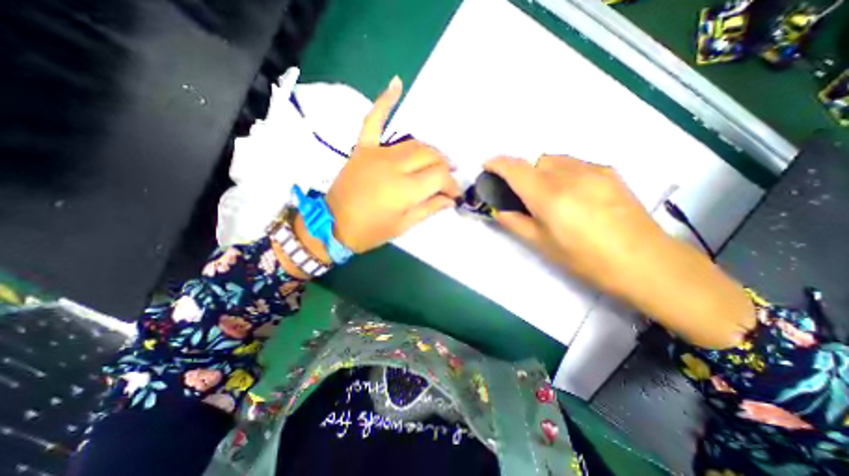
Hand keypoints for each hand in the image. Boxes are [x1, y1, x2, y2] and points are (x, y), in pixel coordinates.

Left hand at [326, 77, 460, 254]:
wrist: (331, 225)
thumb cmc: (369, 231)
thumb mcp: (403, 227)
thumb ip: (428, 209)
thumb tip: (450, 200)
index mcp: (405, 189)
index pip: (440, 176)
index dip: (452, 185)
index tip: (454, 195)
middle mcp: (394, 165)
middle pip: (430, 155)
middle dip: (445, 167)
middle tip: (447, 179)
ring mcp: (377, 153)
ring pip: (414, 142)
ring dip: (431, 150)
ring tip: (438, 160)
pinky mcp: (363, 148)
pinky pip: (374, 120)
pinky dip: (385, 102)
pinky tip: (397, 84)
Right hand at [480, 156, 658, 289]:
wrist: (645, 262)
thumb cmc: (586, 259)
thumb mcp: (542, 245)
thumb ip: (515, 223)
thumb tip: (499, 211)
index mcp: (549, 195)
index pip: (515, 169)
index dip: (497, 164)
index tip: (487, 166)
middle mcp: (569, 175)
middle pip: (536, 161)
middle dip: (523, 172)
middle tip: (525, 196)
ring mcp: (593, 170)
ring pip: (556, 160)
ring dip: (543, 171)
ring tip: (551, 196)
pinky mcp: (610, 172)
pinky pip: (575, 164)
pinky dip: (563, 173)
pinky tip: (574, 195)